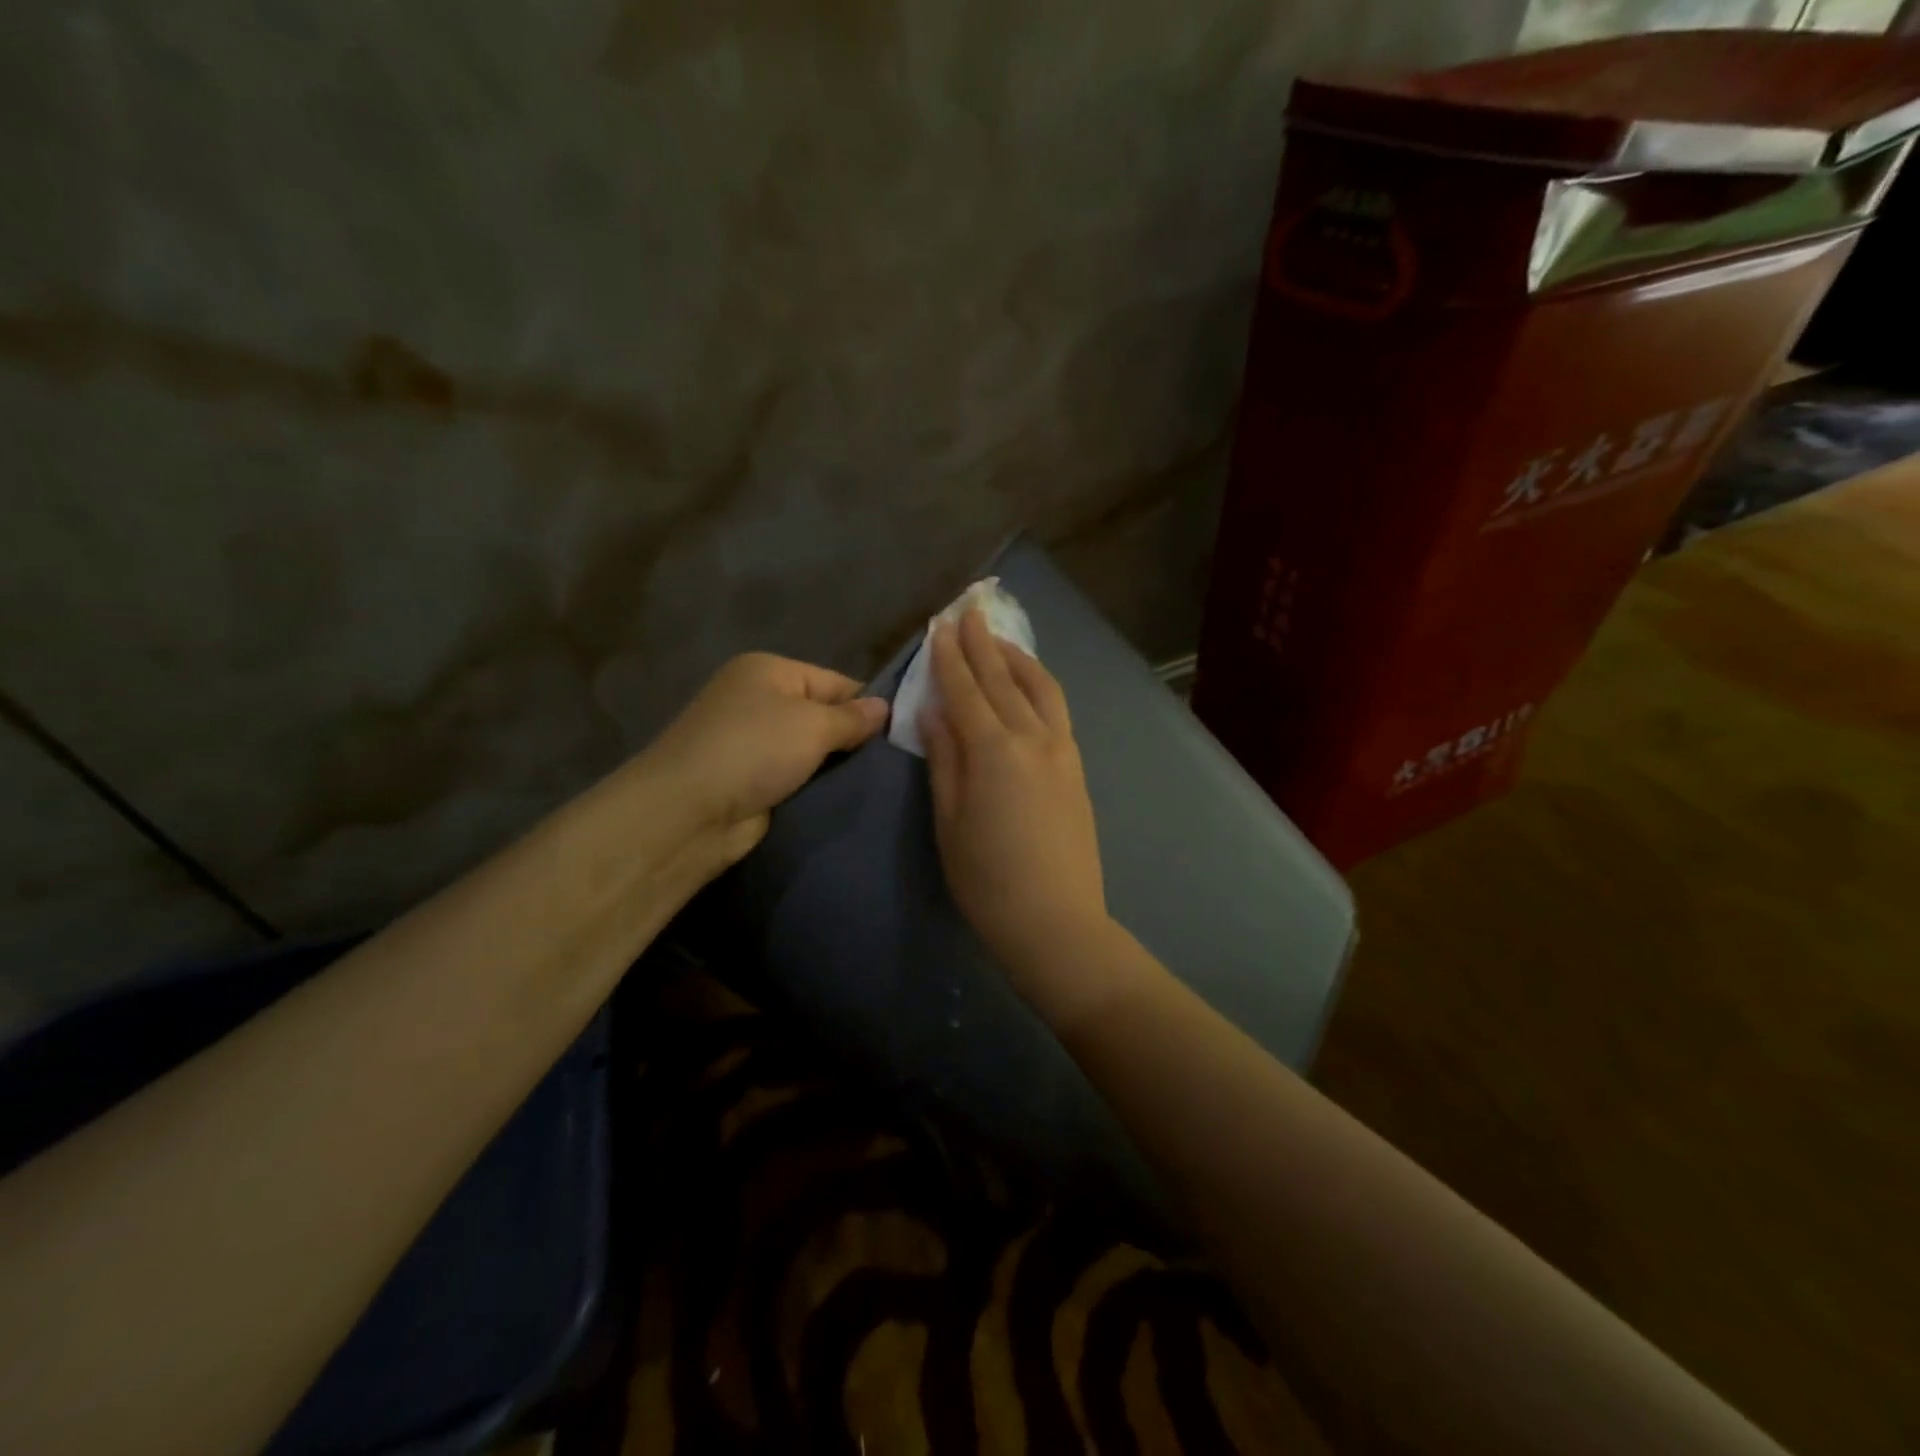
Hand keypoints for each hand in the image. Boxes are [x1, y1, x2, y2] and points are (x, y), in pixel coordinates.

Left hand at [644, 653, 887, 864]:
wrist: (689, 811)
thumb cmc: (754, 750)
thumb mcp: (813, 725)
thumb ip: (852, 718)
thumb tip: (885, 707)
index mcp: (769, 670)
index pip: (836, 681)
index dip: (869, 707)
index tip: (903, 734)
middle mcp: (757, 699)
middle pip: (822, 715)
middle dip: (853, 739)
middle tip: (895, 762)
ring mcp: (750, 742)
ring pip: (810, 751)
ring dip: (834, 767)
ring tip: (878, 783)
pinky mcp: (749, 780)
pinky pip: (794, 777)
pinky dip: (814, 786)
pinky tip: (844, 798)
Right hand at [922, 608, 1111, 993]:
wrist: (1056, 920)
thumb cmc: (988, 879)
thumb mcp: (950, 820)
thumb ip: (944, 759)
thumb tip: (934, 712)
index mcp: (994, 751)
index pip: (965, 690)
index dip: (949, 657)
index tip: (939, 626)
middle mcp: (1033, 738)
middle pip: (1002, 679)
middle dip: (982, 643)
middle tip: (968, 611)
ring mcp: (1062, 750)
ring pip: (1039, 687)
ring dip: (1016, 657)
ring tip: (998, 639)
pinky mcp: (1076, 766)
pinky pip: (1056, 709)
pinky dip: (1038, 684)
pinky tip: (1028, 683)